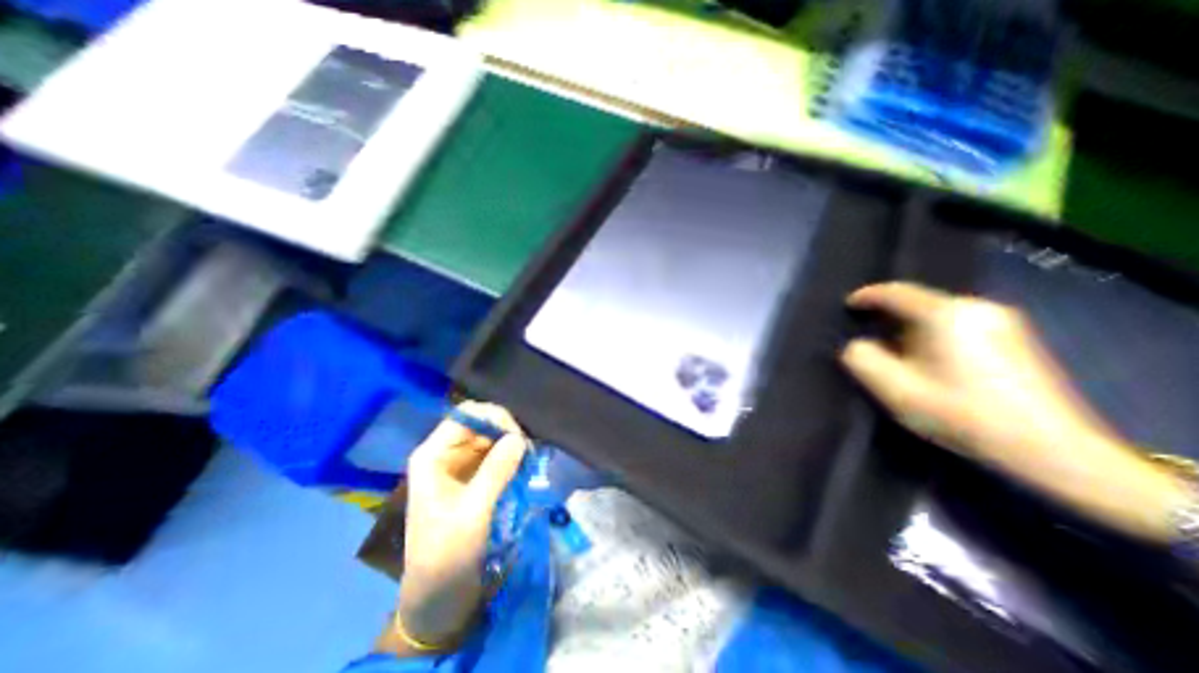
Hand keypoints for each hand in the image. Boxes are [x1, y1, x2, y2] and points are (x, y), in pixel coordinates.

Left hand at [395, 403, 525, 649]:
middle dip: (507, 431)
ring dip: (512, 444)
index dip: (495, 418)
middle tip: (530, 448)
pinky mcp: (474, 477)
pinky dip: (512, 456)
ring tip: (531, 457)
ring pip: (491, 438)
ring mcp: (460, 464)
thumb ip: (496, 470)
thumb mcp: (473, 512)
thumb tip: (520, 437)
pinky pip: (496, 454)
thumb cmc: (447, 554)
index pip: (467, 415)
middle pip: (481, 424)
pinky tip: (526, 464)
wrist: (439, 596)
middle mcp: (445, 453)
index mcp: (433, 455)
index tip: (520, 436)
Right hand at [842, 280, 1187, 542]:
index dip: (866, 296)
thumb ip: (862, 359)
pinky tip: (929, 357)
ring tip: (894, 348)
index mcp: (946, 314)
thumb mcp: (894, 389)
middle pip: (918, 301)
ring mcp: (1002, 321)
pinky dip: (933, 333)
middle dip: (888, 314)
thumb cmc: (961, 414)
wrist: (1051, 449)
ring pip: (938, 314)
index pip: (895, 292)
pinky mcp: (1015, 338)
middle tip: (867, 332)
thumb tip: (858, 345)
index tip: (847, 306)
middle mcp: (976, 307)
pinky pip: (957, 324)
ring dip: (910, 326)